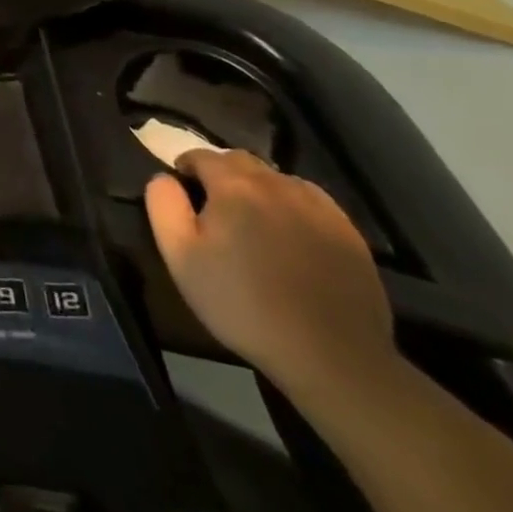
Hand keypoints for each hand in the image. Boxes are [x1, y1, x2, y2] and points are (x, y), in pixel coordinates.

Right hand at [146, 151, 395, 397]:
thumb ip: (164, 205)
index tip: (181, 191)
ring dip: (259, 187)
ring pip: (278, 179)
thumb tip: (164, 178)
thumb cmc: (242, 303)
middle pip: (242, 161)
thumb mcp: (180, 256)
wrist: (330, 355)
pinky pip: (312, 200)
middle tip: (213, 206)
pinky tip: (290, 233)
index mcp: (234, 186)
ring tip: (253, 220)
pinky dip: (293, 205)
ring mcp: (319, 208)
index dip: (185, 167)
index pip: (201, 155)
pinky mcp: (349, 233)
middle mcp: (277, 185)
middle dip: (222, 173)